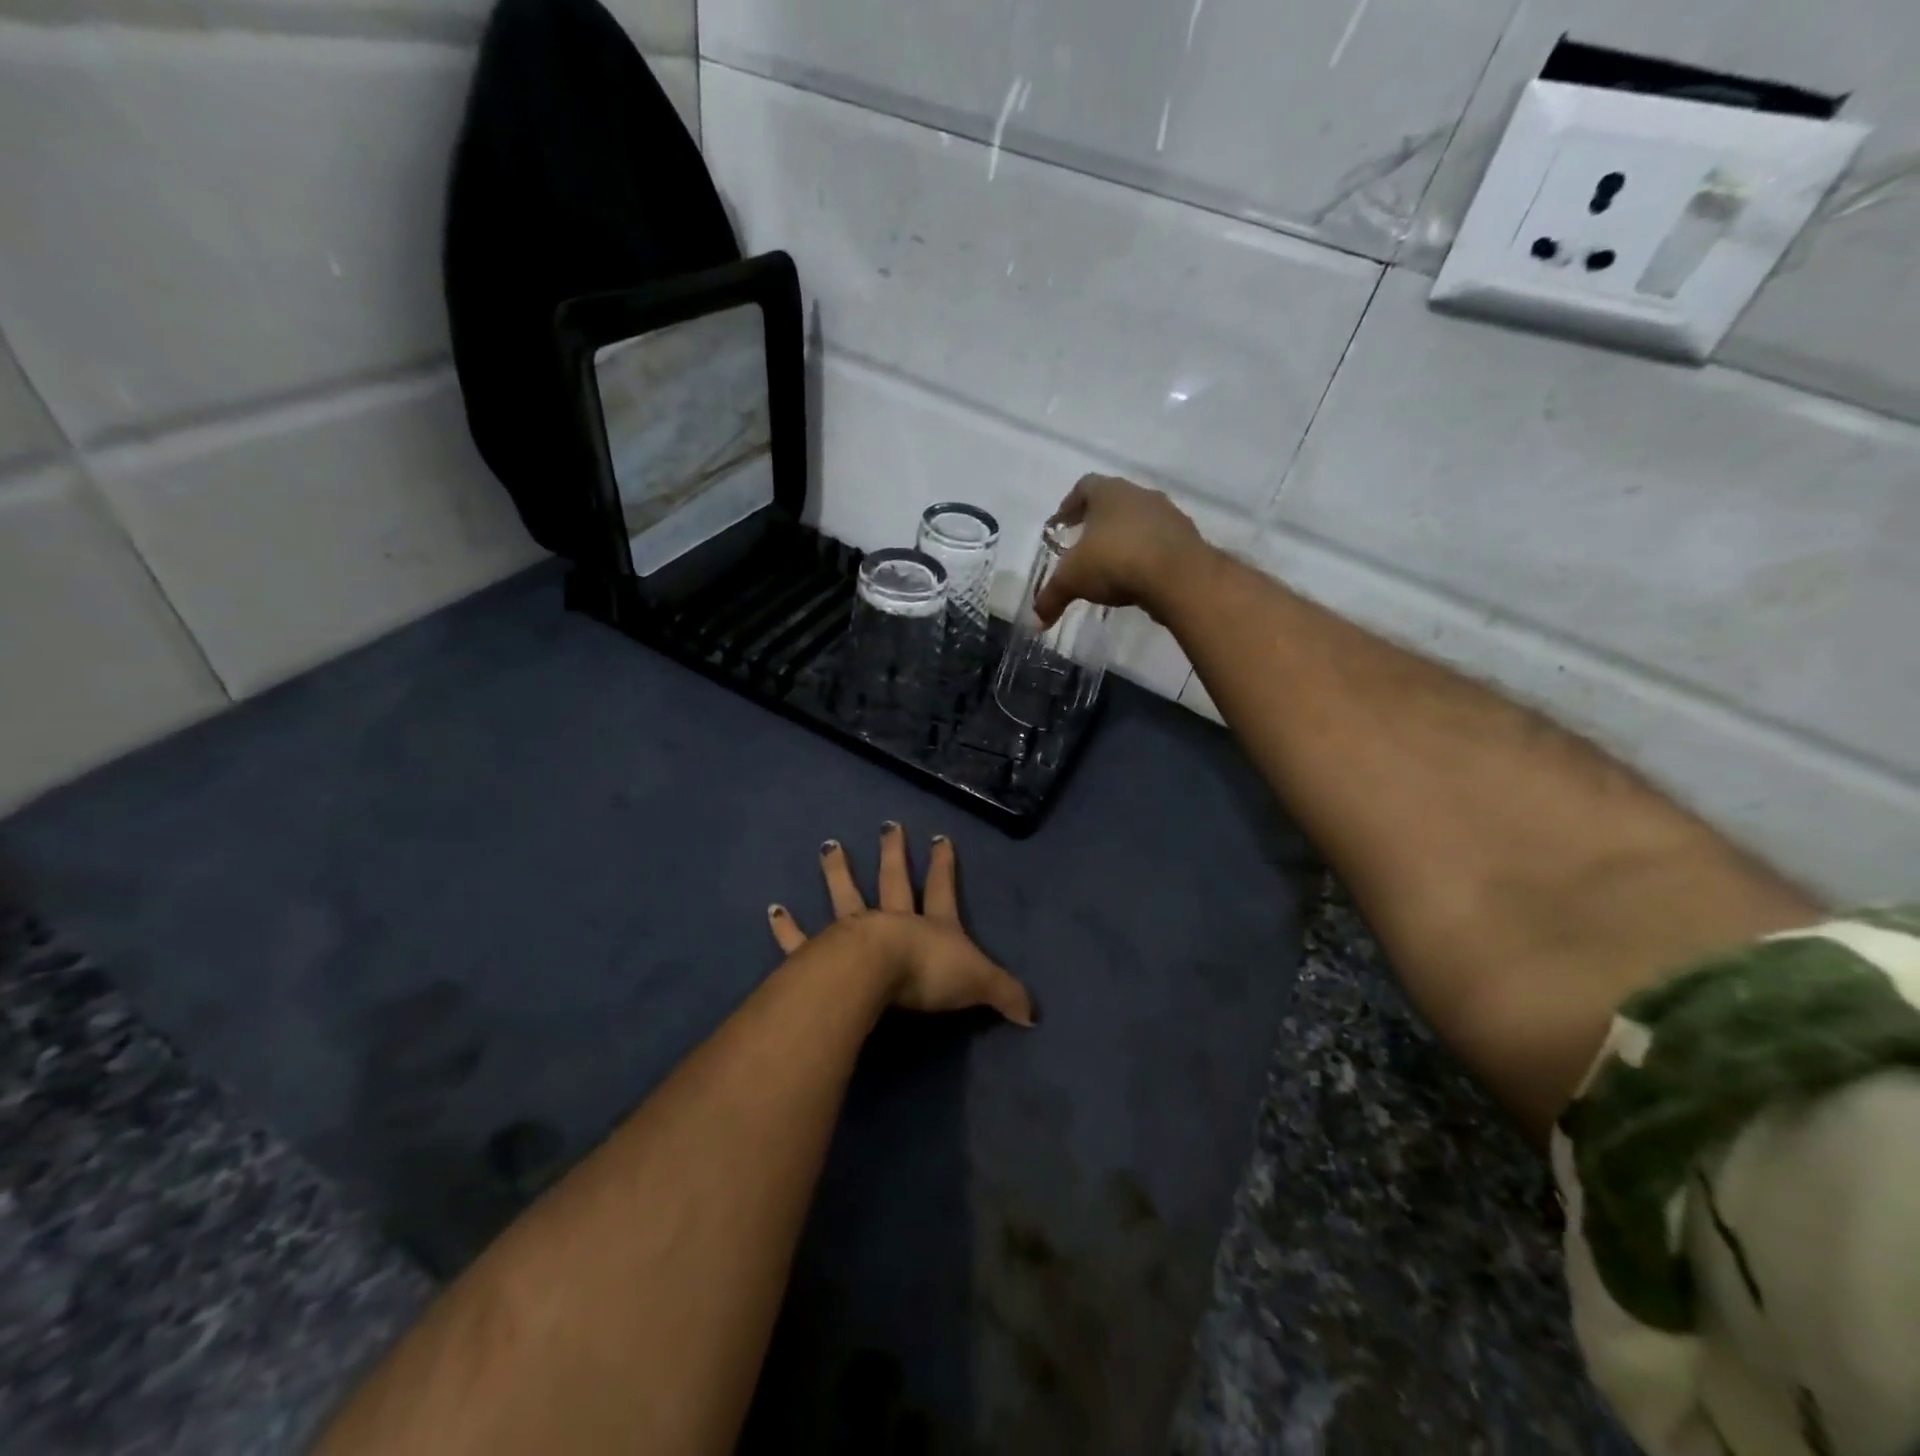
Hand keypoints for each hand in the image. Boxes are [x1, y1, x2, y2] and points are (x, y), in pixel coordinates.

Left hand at [767, 824, 1035, 1025]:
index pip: (941, 890)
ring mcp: (853, 932)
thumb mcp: (979, 983)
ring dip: (837, 871)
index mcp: (929, 925)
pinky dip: (786, 926)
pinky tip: (772, 909)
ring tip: (829, 846)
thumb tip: (1035, 1016)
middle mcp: (891, 920)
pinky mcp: (820, 953)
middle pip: (893, 881)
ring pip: (845, 895)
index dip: (943, 866)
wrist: (878, 976)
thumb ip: (1006, 995)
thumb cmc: (929, 974)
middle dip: (893, 853)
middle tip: (888, 825)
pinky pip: (800, 940)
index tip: (940, 838)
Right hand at [1033, 474, 1209, 626]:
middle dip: (1097, 523)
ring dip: (1124, 539)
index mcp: (1109, 492)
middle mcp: (1140, 495)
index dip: (1069, 505)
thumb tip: (1034, 622)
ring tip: (1111, 565)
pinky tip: (1136, 578)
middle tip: (1083, 545)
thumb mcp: (1073, 580)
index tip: (1060, 524)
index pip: (1084, 486)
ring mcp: (1168, 515)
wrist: (1179, 576)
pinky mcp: (1187, 540)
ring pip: (1139, 522)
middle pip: (1114, 502)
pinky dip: (1145, 556)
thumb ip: (1051, 598)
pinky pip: (1159, 544)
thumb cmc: (1116, 561)